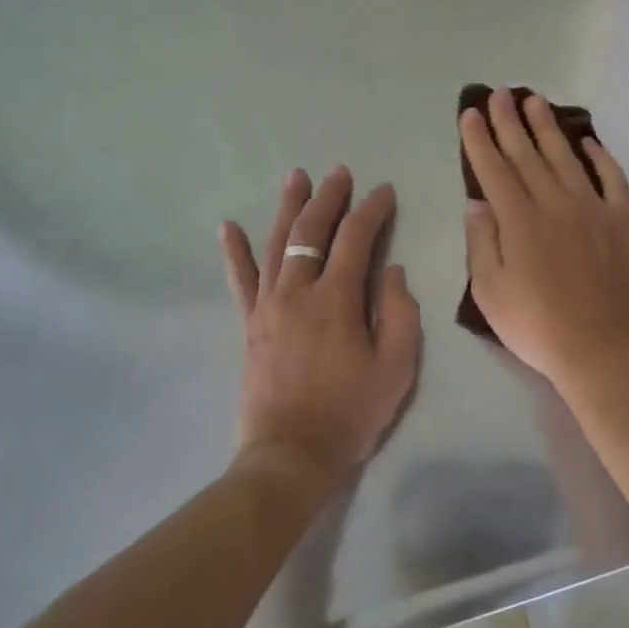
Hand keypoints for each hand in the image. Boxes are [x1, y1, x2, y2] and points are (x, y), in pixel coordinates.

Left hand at [220, 166, 420, 492]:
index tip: (384, 191)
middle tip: (340, 172)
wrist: (291, 455)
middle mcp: (298, 291)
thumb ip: (399, 312)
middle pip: (311, 230)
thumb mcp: (396, 366)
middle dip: (329, 197)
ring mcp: (268, 305)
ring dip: (287, 207)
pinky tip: (229, 227)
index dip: (372, 210)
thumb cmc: (351, 412)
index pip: (356, 238)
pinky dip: (235, 252)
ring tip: (295, 177)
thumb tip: (391, 270)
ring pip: (277, 243)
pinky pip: (240, 279)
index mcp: (337, 299)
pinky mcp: (250, 324)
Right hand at [461, 90, 628, 385]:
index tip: (471, 114)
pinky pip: (612, 179)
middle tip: (499, 94)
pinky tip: (589, 142)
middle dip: (510, 122)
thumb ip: (481, 241)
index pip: (494, 169)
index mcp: (520, 220)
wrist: (600, 349)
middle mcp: (555, 203)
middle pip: (527, 154)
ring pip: (566, 157)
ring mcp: (592, 208)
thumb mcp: (490, 291)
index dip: (480, 140)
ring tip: (535, 101)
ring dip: (548, 127)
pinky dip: (601, 157)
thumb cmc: (536, 326)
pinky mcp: (621, 221)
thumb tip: (477, 201)